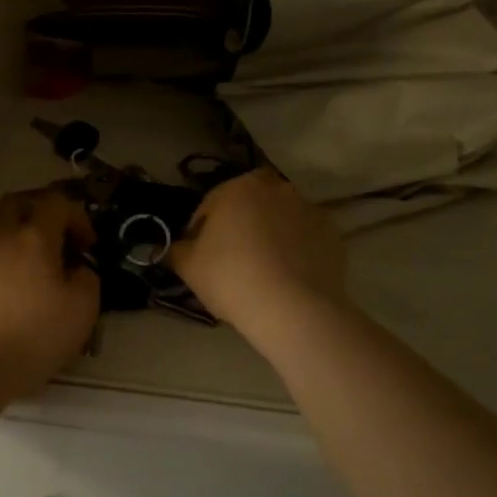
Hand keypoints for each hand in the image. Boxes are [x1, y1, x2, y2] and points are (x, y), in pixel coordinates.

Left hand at [0, 189, 100, 398]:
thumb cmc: (31, 336)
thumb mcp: (81, 311)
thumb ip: (87, 280)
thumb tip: (78, 270)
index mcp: (33, 237)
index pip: (56, 202)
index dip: (77, 216)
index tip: (87, 246)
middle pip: (17, 203)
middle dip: (40, 212)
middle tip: (56, 237)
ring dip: (14, 237)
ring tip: (30, 267)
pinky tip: (5, 291)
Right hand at [170, 170, 348, 343]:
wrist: (294, 309)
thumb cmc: (232, 278)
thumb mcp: (188, 266)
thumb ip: (173, 250)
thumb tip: (164, 247)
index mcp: (238, 187)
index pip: (209, 205)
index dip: (199, 232)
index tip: (198, 258)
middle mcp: (276, 188)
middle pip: (248, 206)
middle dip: (239, 225)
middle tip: (231, 260)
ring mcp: (309, 209)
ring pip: (279, 219)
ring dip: (269, 235)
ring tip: (262, 271)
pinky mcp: (332, 234)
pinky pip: (304, 238)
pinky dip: (295, 250)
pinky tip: (287, 277)